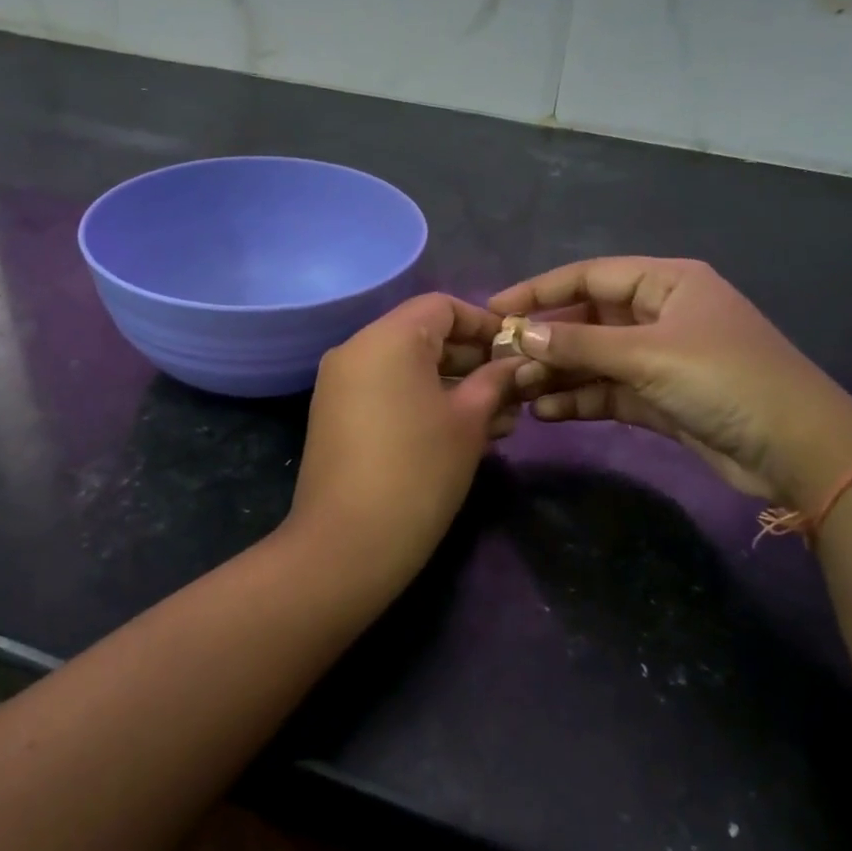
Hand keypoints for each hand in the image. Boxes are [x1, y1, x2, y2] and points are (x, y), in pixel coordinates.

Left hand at [286, 294, 521, 583]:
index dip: (484, 323)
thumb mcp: (469, 422)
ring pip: (407, 368)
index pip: (442, 306)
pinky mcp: (336, 416)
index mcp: (387, 338)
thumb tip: (515, 363)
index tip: (516, 351)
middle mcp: (356, 349)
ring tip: (499, 419)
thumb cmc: (419, 472)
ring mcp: (340, 384)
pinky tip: (461, 432)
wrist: (347, 544)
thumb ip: (495, 381)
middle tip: (513, 390)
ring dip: (453, 385)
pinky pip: (386, 391)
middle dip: (472, 360)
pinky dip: (422, 401)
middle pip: (423, 335)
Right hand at [490, 258, 851, 504]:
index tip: (494, 307)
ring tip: (516, 390)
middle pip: (589, 319)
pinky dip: (579, 399)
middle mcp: (660, 315)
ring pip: (595, 359)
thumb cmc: (725, 380)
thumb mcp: (649, 354)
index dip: (540, 290)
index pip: (590, 277)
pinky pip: (609, 391)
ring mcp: (660, 359)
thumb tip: (521, 332)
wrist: (797, 449)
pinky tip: (545, 411)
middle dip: (547, 339)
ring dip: (558, 373)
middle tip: (499, 358)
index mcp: (666, 283)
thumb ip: (582, 343)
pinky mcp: (660, 399)